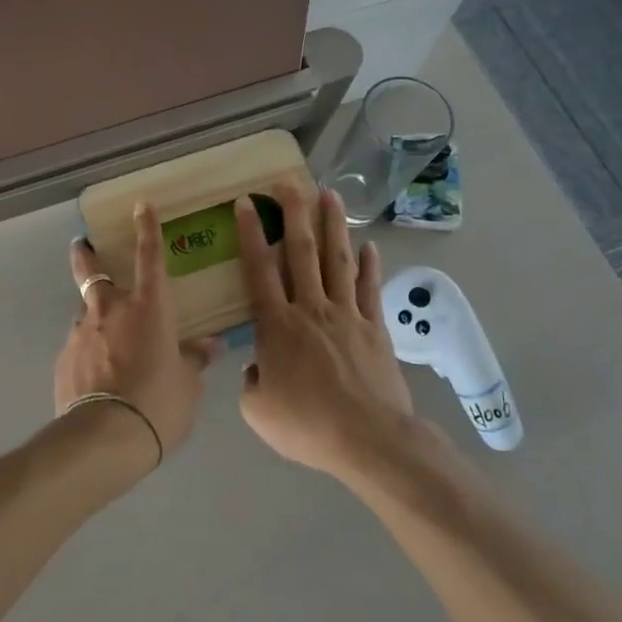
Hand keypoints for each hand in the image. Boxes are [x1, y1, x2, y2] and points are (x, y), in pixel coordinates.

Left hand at [56, 203, 219, 466]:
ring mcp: (82, 333)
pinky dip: (88, 350)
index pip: (150, 256)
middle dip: (86, 256)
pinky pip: (79, 345)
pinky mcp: (64, 359)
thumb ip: (193, 360)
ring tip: (104, 337)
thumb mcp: (187, 385)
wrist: (104, 438)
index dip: (146, 228)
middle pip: (93, 272)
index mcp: (149, 308)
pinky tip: (95, 374)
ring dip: (93, 315)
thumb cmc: (158, 404)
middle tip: (80, 246)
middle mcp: (111, 311)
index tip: (140, 205)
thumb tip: (208, 346)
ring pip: (85, 312)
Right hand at [234, 186, 420, 477]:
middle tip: (289, 182)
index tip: (247, 202)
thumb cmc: (307, 425)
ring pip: (338, 260)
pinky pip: (370, 289)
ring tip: (330, 194)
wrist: (369, 439)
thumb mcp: (258, 410)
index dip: (251, 233)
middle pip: (301, 252)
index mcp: (277, 325)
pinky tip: (369, 245)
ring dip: (333, 225)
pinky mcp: (375, 328)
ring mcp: (347, 315)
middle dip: (294, 213)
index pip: (259, 269)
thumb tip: (258, 366)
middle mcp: (311, 309)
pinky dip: (370, 265)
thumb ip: (251, 381)